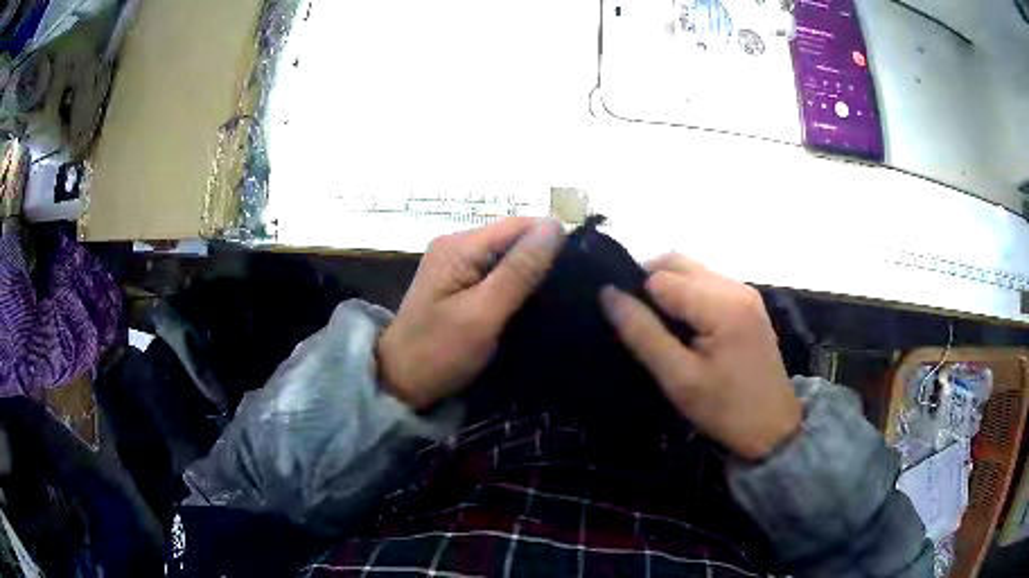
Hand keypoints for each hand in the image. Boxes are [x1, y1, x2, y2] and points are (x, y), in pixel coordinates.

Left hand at [378, 218, 564, 409]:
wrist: (400, 383)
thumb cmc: (439, 352)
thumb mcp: (483, 314)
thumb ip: (519, 270)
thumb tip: (556, 226)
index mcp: (459, 246)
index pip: (519, 225)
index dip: (552, 241)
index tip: (582, 270)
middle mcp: (458, 246)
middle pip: (515, 239)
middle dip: (544, 260)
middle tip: (575, 290)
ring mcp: (458, 265)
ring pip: (510, 258)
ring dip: (534, 276)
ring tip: (563, 298)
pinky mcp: (461, 284)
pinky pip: (499, 275)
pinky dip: (518, 287)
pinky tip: (536, 304)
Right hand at [599, 254, 801, 459]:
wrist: (773, 427)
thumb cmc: (725, 409)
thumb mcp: (679, 379)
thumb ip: (643, 334)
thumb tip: (608, 294)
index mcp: (721, 304)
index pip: (661, 278)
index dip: (638, 296)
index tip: (629, 327)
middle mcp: (735, 286)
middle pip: (677, 263)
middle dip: (650, 284)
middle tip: (639, 323)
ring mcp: (745, 292)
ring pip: (692, 270)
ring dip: (668, 289)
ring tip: (659, 327)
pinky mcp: (748, 303)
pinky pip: (707, 283)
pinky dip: (686, 295)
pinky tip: (683, 326)